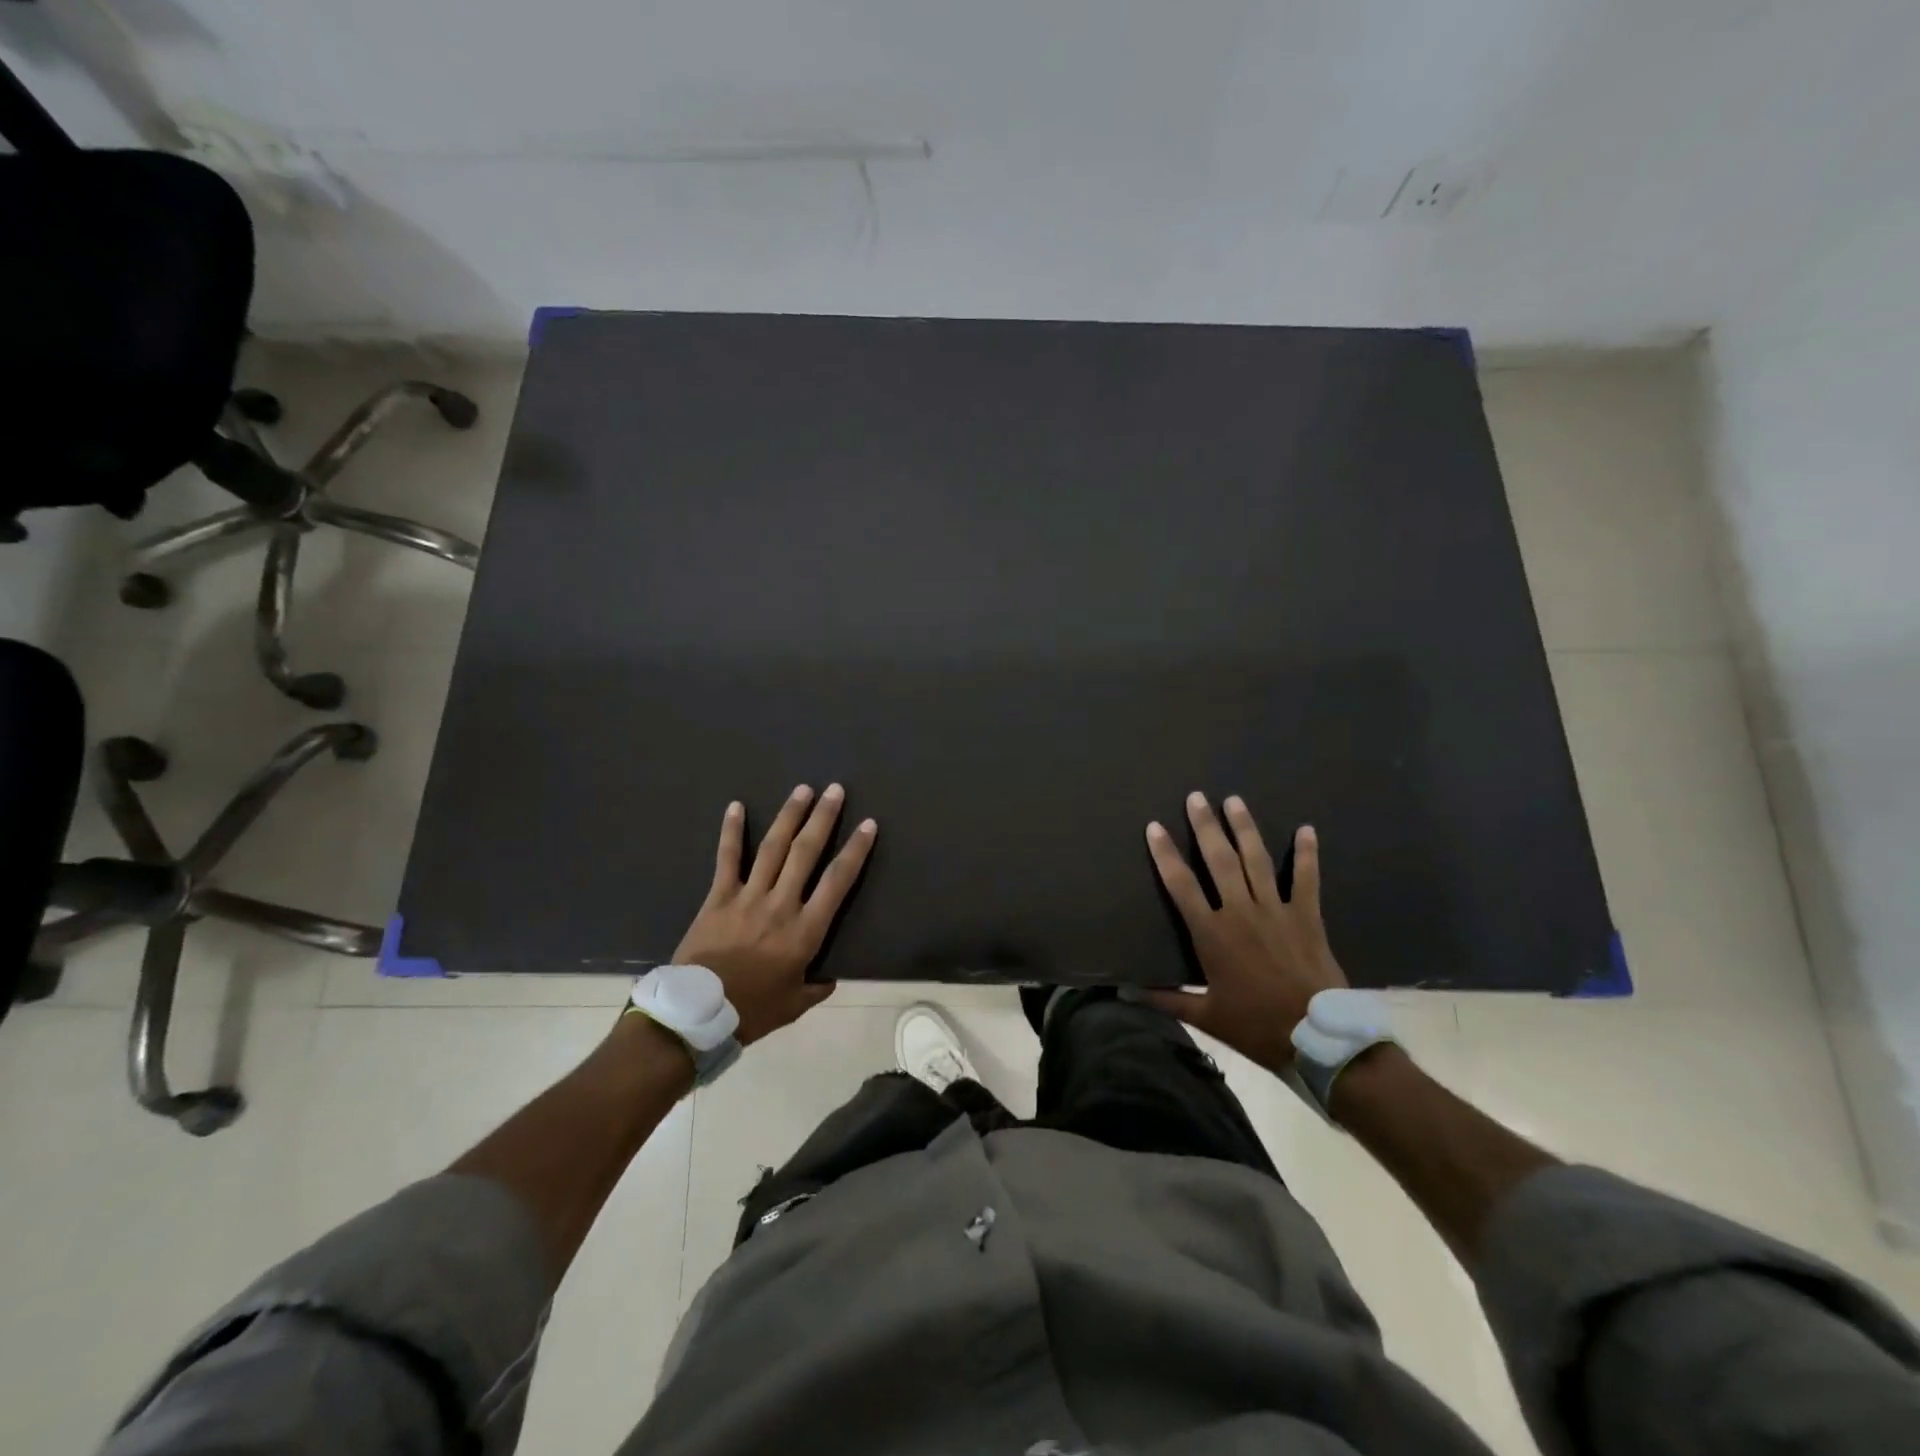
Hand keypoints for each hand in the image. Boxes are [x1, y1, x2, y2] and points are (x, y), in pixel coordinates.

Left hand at [672, 784, 876, 1045]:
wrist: (697, 1015)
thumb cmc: (751, 1011)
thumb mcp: (794, 1005)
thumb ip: (816, 988)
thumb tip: (830, 978)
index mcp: (805, 931)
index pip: (838, 881)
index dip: (855, 850)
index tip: (868, 825)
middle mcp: (781, 905)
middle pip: (806, 853)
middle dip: (823, 818)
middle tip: (835, 790)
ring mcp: (748, 897)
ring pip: (773, 848)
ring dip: (789, 816)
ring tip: (802, 789)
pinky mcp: (718, 897)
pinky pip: (727, 859)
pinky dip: (732, 831)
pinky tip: (736, 806)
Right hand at [1144, 793, 1346, 1073]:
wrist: (1316, 1037)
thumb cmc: (1255, 1025)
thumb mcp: (1206, 1015)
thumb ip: (1165, 998)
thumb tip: (1124, 993)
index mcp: (1212, 933)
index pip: (1181, 884)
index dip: (1165, 854)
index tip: (1154, 827)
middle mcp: (1240, 911)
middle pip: (1219, 860)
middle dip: (1206, 826)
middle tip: (1196, 797)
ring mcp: (1276, 910)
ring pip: (1256, 860)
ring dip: (1244, 828)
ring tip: (1234, 800)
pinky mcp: (1307, 916)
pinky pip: (1306, 879)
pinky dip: (1306, 854)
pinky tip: (1306, 829)